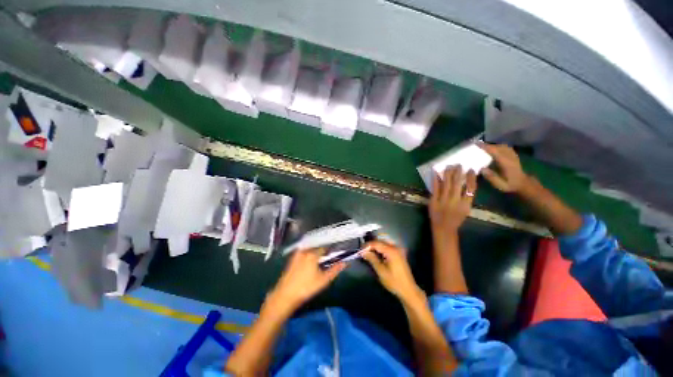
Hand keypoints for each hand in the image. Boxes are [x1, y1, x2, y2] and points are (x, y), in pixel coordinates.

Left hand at [269, 249, 345, 312]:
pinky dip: (307, 255)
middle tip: (326, 259)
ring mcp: (297, 255)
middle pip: (316, 248)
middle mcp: (305, 251)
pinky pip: (303, 253)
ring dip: (315, 253)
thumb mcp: (323, 280)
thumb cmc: (306, 287)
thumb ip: (335, 270)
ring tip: (318, 261)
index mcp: (313, 254)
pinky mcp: (292, 260)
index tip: (333, 255)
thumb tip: (344, 263)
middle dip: (322, 252)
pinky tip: (309, 264)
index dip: (330, 251)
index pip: (325, 248)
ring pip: (309, 250)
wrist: (285, 295)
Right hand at [361, 241, 422, 301]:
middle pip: (380, 241)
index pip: (376, 243)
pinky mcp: (399, 253)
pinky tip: (376, 254)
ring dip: (376, 246)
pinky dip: (381, 248)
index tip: (360, 250)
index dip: (367, 245)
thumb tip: (363, 252)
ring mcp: (398, 250)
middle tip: (363, 251)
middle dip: (371, 245)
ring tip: (369, 252)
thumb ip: (372, 259)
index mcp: (391, 251)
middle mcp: (395, 247)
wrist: (408, 290)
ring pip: (384, 243)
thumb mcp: (381, 271)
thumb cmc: (394, 281)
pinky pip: (388, 246)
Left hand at [429, 166, 476, 232]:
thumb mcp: (466, 210)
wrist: (443, 228)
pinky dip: (436, 179)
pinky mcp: (433, 201)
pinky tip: (436, 172)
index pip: (471, 188)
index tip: (471, 170)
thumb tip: (466, 183)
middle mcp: (455, 201)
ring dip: (448, 174)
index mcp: (466, 204)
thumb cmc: (456, 219)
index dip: (471, 178)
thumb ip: (466, 198)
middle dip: (458, 173)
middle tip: (458, 164)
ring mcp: (443, 200)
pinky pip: (435, 188)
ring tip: (449, 166)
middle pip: (457, 184)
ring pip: (446, 184)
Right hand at [479, 143, 529, 192]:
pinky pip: (505, 147)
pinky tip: (493, 148)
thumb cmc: (510, 185)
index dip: (486, 147)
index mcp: (506, 163)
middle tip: (476, 145)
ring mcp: (513, 155)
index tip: (476, 144)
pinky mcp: (513, 155)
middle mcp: (510, 157)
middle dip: (487, 145)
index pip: (495, 152)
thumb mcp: (500, 185)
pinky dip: (498, 146)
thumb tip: (482, 169)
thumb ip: (492, 177)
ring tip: (483, 146)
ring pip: (502, 146)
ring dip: (493, 145)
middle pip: (499, 147)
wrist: (523, 184)